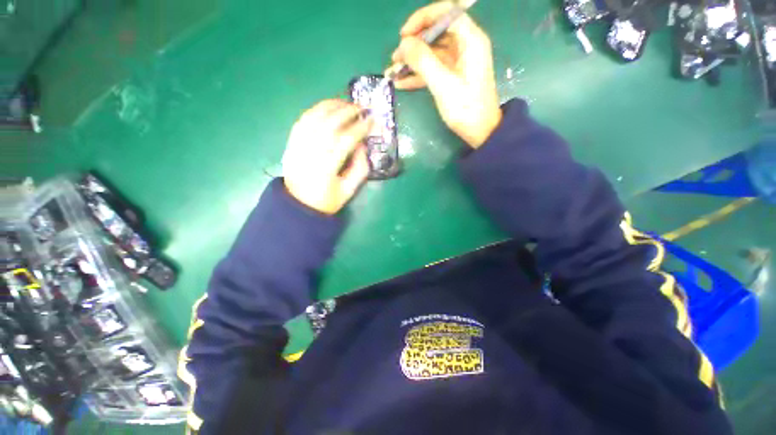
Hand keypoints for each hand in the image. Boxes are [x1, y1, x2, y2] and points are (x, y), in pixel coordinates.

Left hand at [282, 100, 372, 214]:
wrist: (299, 205)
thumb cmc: (326, 200)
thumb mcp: (349, 191)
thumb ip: (360, 169)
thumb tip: (362, 146)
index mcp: (326, 168)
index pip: (345, 140)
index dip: (360, 128)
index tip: (372, 121)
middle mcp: (310, 153)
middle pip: (329, 124)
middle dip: (347, 112)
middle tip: (361, 107)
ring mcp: (298, 146)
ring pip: (314, 118)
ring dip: (331, 106)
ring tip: (346, 103)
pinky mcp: (291, 143)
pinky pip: (302, 121)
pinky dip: (315, 110)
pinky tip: (327, 108)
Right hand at [386, 2, 500, 147]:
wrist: (480, 132)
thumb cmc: (466, 109)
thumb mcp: (443, 85)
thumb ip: (423, 62)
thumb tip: (403, 43)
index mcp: (470, 40)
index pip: (446, 13)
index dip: (422, 19)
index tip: (404, 36)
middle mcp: (465, 46)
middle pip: (436, 33)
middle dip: (413, 44)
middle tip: (395, 58)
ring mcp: (458, 62)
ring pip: (431, 53)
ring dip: (412, 62)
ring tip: (393, 72)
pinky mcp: (452, 77)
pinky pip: (433, 69)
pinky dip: (417, 75)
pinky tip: (401, 83)